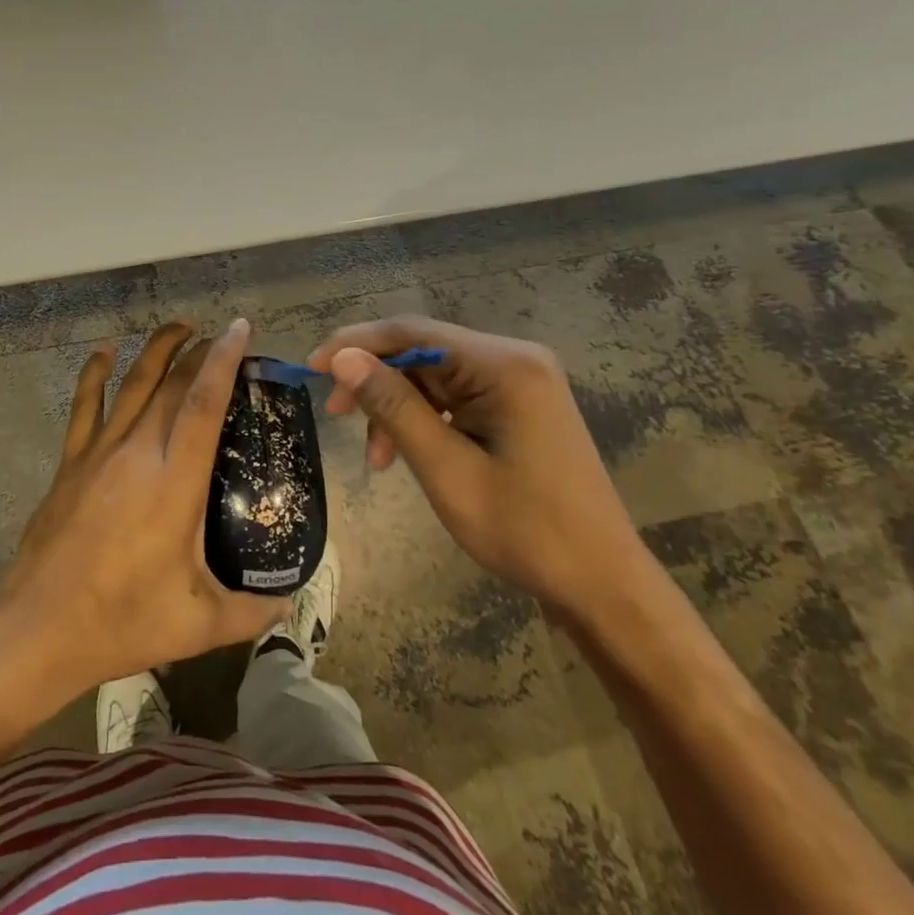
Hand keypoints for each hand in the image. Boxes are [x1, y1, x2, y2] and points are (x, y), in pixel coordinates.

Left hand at [0, 319, 284, 702]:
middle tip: (222, 338)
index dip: (223, 361)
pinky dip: (94, 372)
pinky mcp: (71, 462)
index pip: (203, 404)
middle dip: (199, 352)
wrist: (38, 628)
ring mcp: (98, 453)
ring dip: (157, 349)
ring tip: (181, 327)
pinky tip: (104, 351)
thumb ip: (251, 610)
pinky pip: (84, 405)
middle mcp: (137, 453)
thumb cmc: (122, 622)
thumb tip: (289, 599)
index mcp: (174, 484)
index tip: (240, 329)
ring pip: (131, 383)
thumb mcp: (199, 625)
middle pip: (171, 385)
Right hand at [307, 315, 650, 621]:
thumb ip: (393, 406)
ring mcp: (520, 380)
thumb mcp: (446, 469)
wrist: (601, 583)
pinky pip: (455, 395)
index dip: (355, 344)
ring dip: (397, 406)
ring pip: (434, 375)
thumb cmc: (525, 531)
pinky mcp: (518, 403)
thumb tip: (342, 356)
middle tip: (335, 416)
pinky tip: (406, 452)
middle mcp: (514, 358)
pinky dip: (423, 418)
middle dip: (375, 381)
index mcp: (504, 365)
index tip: (311, 369)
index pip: (412, 331)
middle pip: (422, 350)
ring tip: (377, 457)